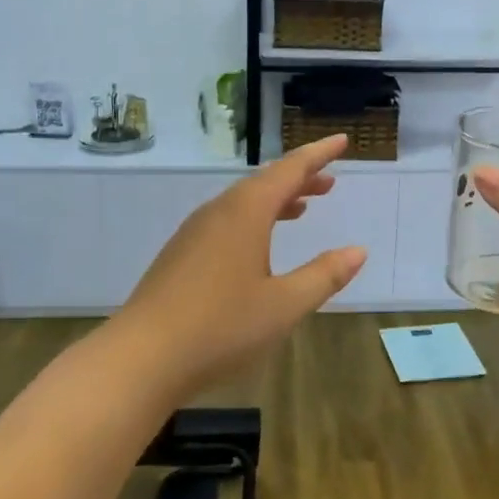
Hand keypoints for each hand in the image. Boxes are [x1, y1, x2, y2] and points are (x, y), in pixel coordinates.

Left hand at [109, 135, 366, 399]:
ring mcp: (194, 233)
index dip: (318, 155)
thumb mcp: (284, 305)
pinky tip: (258, 244)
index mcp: (246, 213)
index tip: (341, 141)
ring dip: (276, 200)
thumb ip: (323, 275)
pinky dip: (254, 219)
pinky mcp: (180, 255)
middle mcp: (218, 212)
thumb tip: (358, 251)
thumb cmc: (221, 327)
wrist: (141, 358)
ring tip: (302, 208)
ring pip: (243, 203)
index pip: (289, 170)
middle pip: (264, 183)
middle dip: (299, 179)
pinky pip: (226, 221)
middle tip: (329, 182)